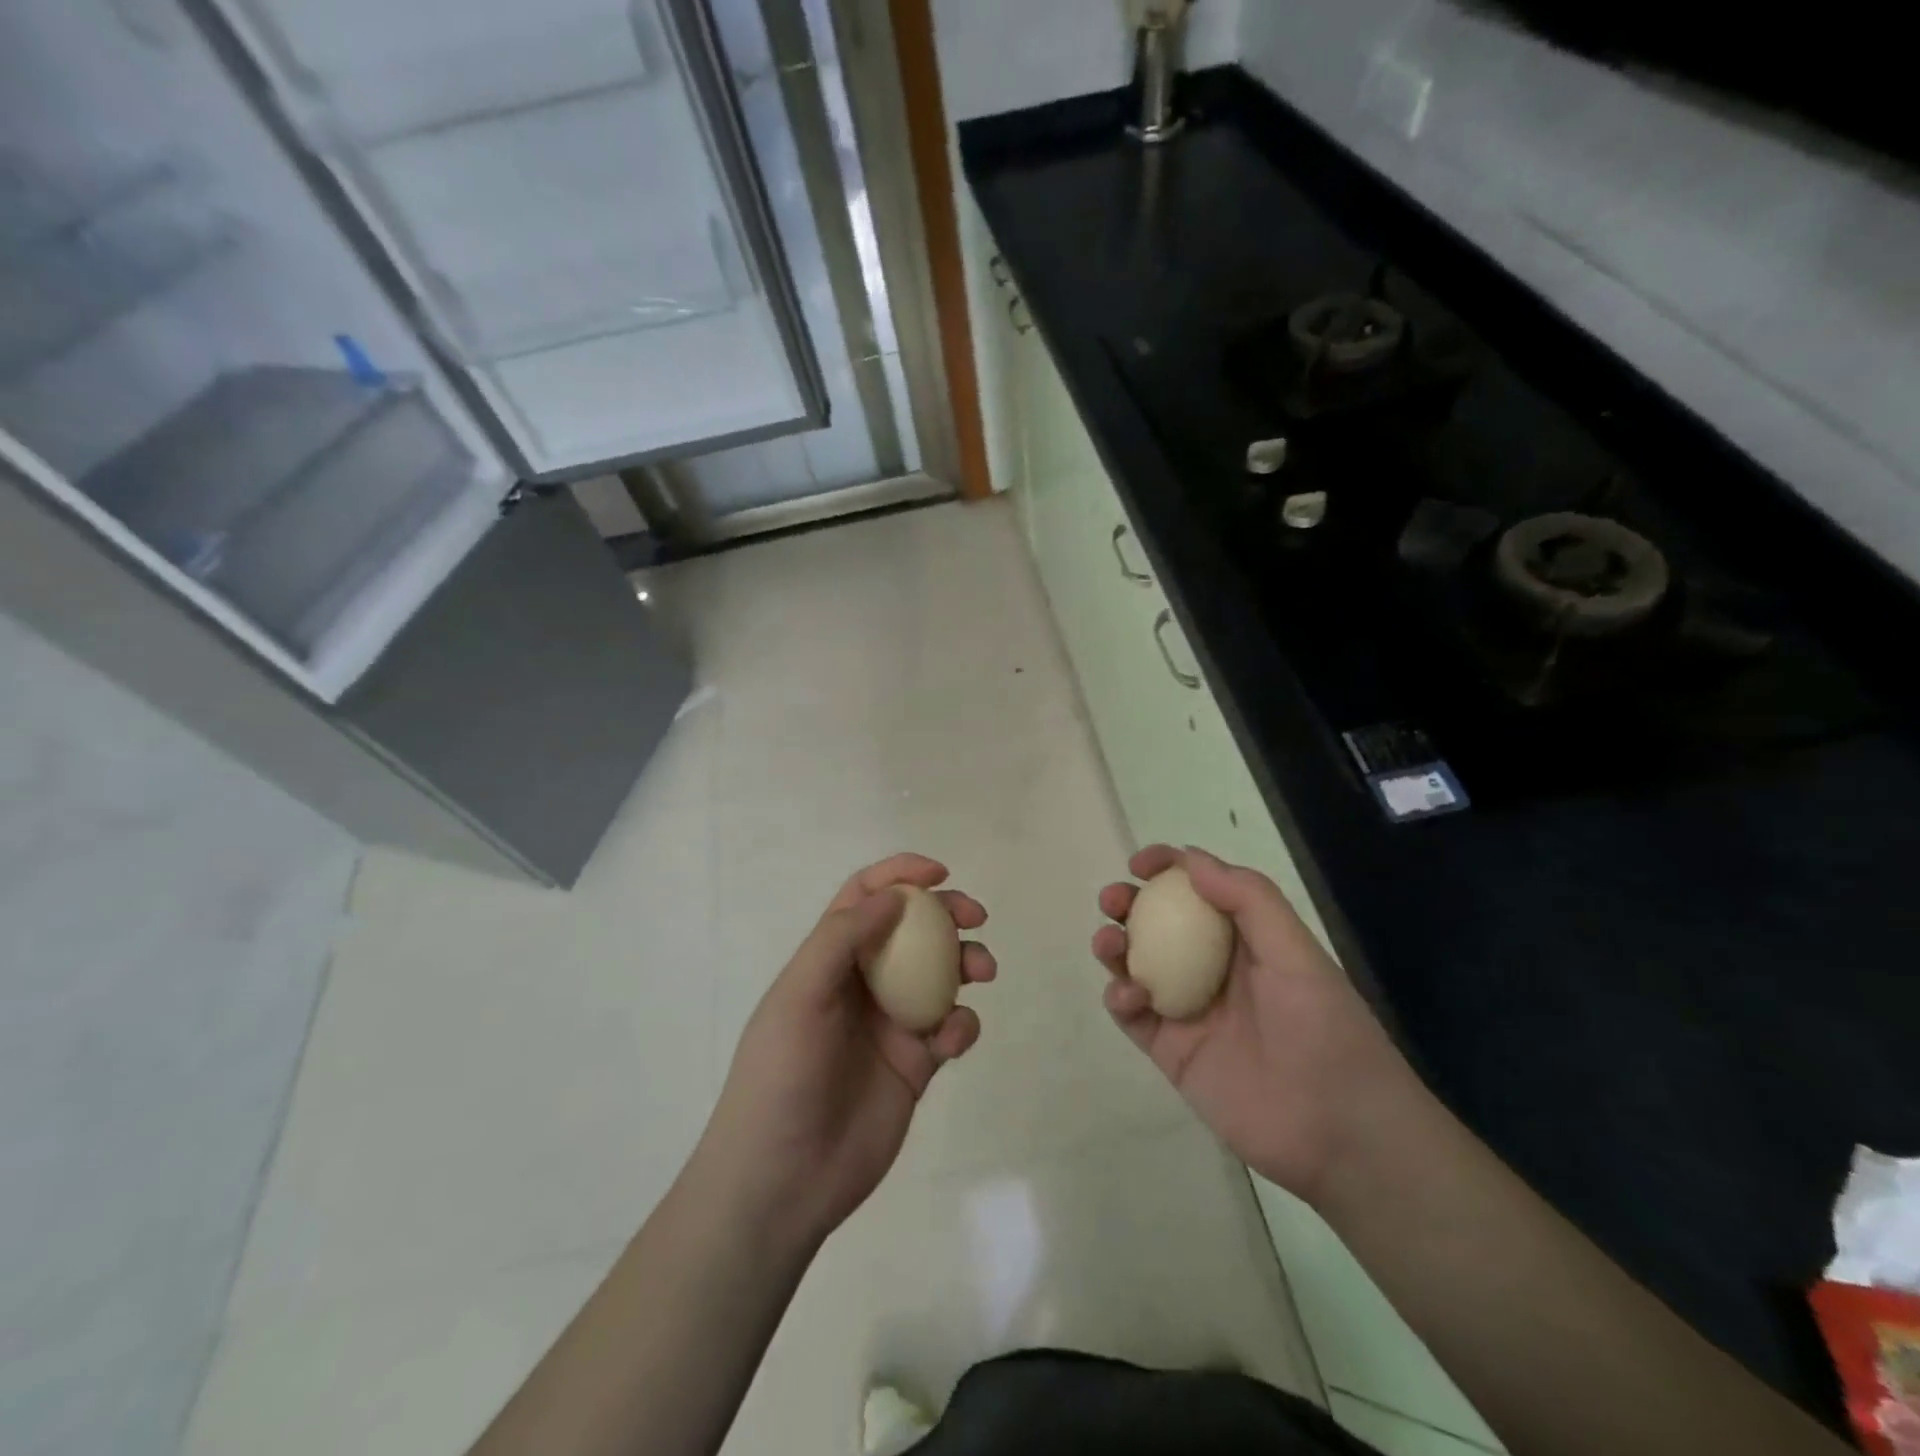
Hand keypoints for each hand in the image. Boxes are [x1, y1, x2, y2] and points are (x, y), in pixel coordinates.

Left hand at [699, 854, 993, 1249]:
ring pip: (941, 976)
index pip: (865, 899)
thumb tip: (894, 898)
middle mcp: (863, 983)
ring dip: (966, 962)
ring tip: (982, 970)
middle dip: (946, 913)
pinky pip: (950, 1030)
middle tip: (974, 916)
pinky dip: (962, 1024)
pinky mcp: (916, 1065)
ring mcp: (891, 1024)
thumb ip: (843, 939)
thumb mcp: (800, 995)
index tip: (938, 873)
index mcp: (829, 959)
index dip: (899, 875)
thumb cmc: (781, 1076)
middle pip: (913, 930)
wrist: (782, 1180)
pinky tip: (953, 1038)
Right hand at [1094, 845, 1415, 1203]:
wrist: (1338, 1132)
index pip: (1199, 891)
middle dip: (1128, 903)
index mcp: (1245, 939)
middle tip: (1113, 900)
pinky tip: (1130, 995)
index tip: (1141, 862)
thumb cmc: (1324, 1028)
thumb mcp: (1296, 952)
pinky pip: (1133, 1015)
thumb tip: (1190, 859)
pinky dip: (1120, 997)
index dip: (1168, 868)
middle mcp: (1211, 967)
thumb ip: (1248, 899)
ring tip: (1109, 942)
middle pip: (1157, 924)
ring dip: (1114, 945)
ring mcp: (1188, 1009)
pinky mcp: (1171, 1050)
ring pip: (1136, 964)